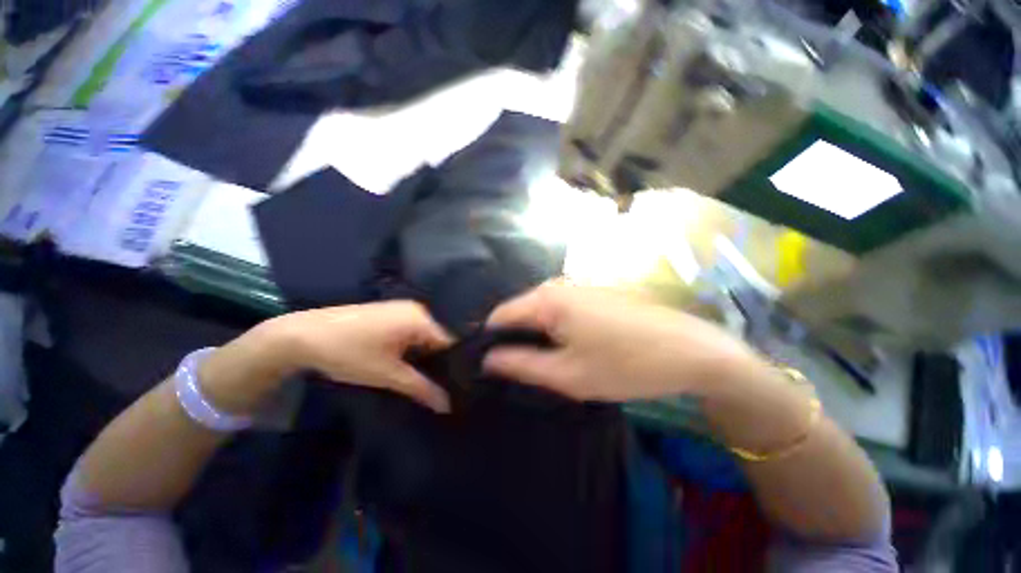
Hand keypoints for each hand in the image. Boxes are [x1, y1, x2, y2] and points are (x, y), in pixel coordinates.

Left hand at [204, 301, 452, 413]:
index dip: (454, 365)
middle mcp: (417, 310)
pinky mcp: (389, 313)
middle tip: (441, 387)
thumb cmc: (350, 354)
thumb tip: (447, 405)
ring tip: (426, 379)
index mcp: (421, 319)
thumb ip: (421, 388)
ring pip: (424, 336)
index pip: (450, 343)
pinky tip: (407, 364)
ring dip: (425, 356)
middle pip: (438, 339)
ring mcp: (402, 309)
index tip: (457, 386)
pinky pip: (411, 332)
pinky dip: (412, 348)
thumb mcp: (388, 375)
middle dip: (439, 362)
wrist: (303, 335)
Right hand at [483, 283, 761, 401]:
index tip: (491, 367)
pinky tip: (569, 349)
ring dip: (536, 336)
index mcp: (547, 300)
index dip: (490, 341)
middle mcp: (558, 285)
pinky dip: (554, 329)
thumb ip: (521, 365)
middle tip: (520, 371)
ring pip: (540, 311)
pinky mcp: (593, 294)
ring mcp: (578, 287)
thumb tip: (488, 359)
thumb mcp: (568, 375)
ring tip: (545, 363)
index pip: (500, 315)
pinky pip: (559, 310)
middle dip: (515, 339)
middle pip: (520, 312)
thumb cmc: (626, 365)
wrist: (691, 350)